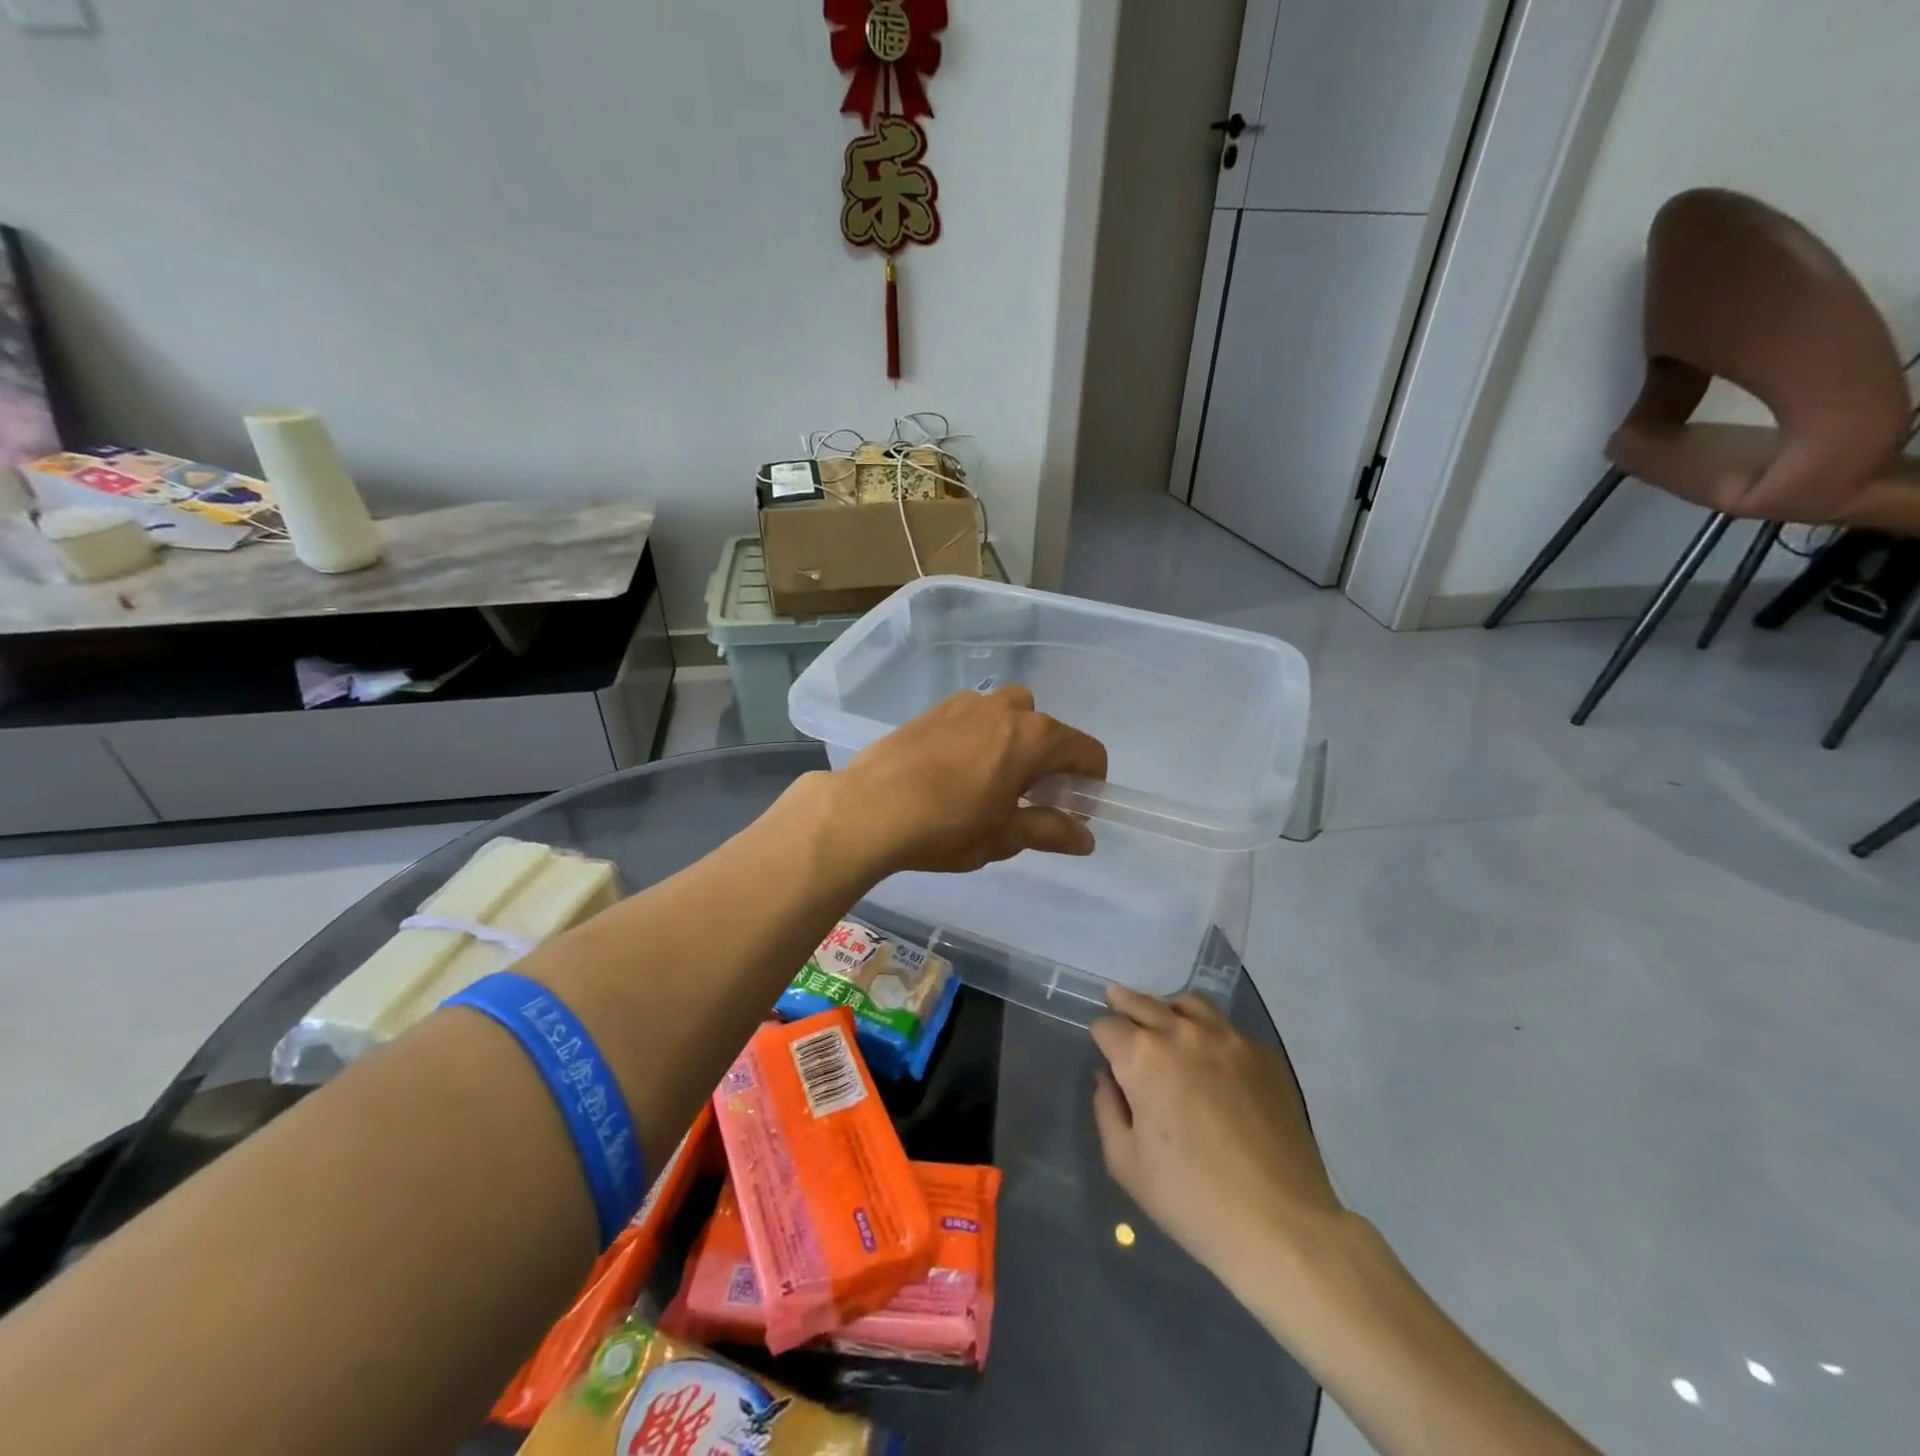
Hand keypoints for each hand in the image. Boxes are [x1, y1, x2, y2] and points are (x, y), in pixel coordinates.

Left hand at [832, 686, 1107, 874]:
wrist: (869, 808)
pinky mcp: (932, 711)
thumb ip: (1050, 830)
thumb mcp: (1004, 836)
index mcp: (1032, 736)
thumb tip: (1086, 838)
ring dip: (1014, 742)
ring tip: (992, 782)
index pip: (1086, 749)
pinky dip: (980, 738)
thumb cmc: (947, 826)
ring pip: (1007, 716)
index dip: (1090, 781)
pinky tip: (955, 772)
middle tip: (1031, 799)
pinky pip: (972, 718)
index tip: (1073, 810)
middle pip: (1046, 728)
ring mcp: (964, 705)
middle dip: (1050, 760)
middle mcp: (1004, 709)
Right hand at [1092, 986, 1344, 1284]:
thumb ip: (1107, 1110)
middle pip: (1144, 1002)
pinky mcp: (1264, 1055)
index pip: (1108, 1026)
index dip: (1100, 1036)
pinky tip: (1210, 1057)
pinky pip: (1226, 1028)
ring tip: (1165, 1023)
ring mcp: (1229, 1039)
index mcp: (1143, 1057)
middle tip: (1117, 1006)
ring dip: (1168, 1009)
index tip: (1103, 1049)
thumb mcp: (1126, 1164)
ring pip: (1189, 1003)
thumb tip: (1107, 1079)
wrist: (1282, 1224)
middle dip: (1125, 1005)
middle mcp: (1183, 1033)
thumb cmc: (1192, 1200)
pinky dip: (1208, 1031)